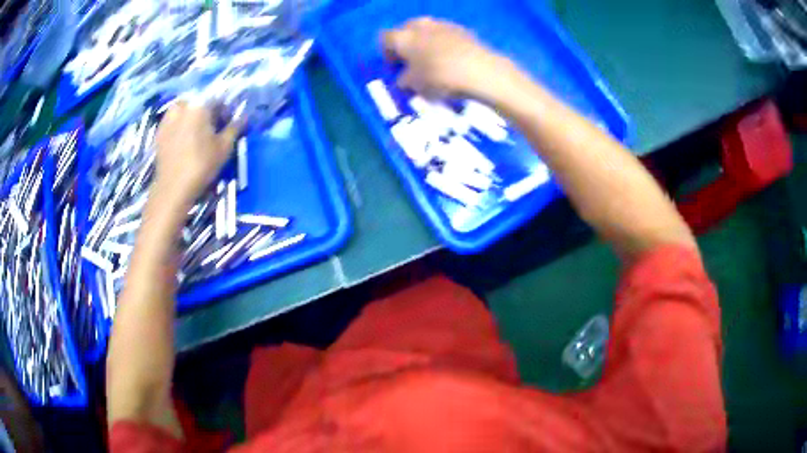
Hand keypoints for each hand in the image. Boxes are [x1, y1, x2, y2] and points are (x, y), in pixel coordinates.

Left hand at [153, 102, 239, 206]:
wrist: (173, 189)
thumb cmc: (201, 166)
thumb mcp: (224, 147)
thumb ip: (234, 127)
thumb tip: (243, 116)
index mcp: (199, 105)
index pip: (217, 98)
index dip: (225, 109)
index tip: (227, 122)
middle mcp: (182, 106)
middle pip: (199, 101)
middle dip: (206, 111)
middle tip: (211, 128)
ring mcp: (167, 118)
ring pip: (184, 109)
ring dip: (191, 116)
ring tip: (196, 133)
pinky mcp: (159, 132)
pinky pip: (172, 121)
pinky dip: (179, 125)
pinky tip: (183, 141)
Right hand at [382, 18, 513, 99]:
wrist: (479, 70)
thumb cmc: (439, 77)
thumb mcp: (414, 86)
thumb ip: (403, 80)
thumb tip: (403, 78)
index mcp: (402, 36)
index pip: (385, 39)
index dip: (387, 53)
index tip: (394, 66)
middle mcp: (419, 25)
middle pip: (406, 30)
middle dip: (407, 44)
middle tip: (412, 61)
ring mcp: (441, 24)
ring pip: (426, 30)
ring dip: (425, 42)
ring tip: (433, 60)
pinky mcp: (461, 29)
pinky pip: (445, 34)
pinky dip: (444, 43)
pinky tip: (451, 58)